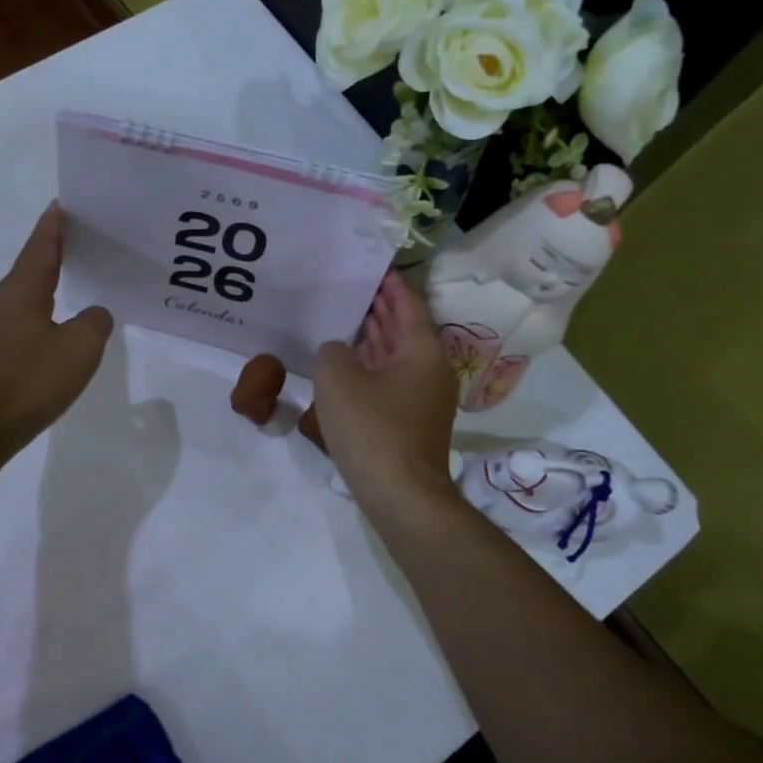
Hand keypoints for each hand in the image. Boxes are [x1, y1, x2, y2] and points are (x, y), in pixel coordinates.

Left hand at [0, 203, 113, 456]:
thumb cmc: (31, 380)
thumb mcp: (80, 348)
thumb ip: (95, 322)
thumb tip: (93, 314)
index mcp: (20, 291)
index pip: (41, 246)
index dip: (54, 225)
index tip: (63, 204)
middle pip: (30, 268)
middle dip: (53, 253)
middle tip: (80, 241)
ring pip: (23, 297)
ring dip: (45, 286)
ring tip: (71, 283)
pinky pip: (18, 322)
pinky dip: (38, 315)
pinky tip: (53, 330)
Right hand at [313, 271, 458, 514]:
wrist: (401, 496)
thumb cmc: (372, 430)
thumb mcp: (337, 380)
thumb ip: (332, 352)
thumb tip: (338, 352)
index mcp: (422, 350)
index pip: (408, 303)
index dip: (390, 284)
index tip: (372, 266)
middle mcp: (429, 368)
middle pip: (405, 328)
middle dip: (381, 308)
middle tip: (353, 288)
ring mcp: (423, 397)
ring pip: (398, 355)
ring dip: (375, 337)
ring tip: (347, 318)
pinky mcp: (411, 420)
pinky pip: (391, 379)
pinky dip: (373, 364)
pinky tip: (348, 364)